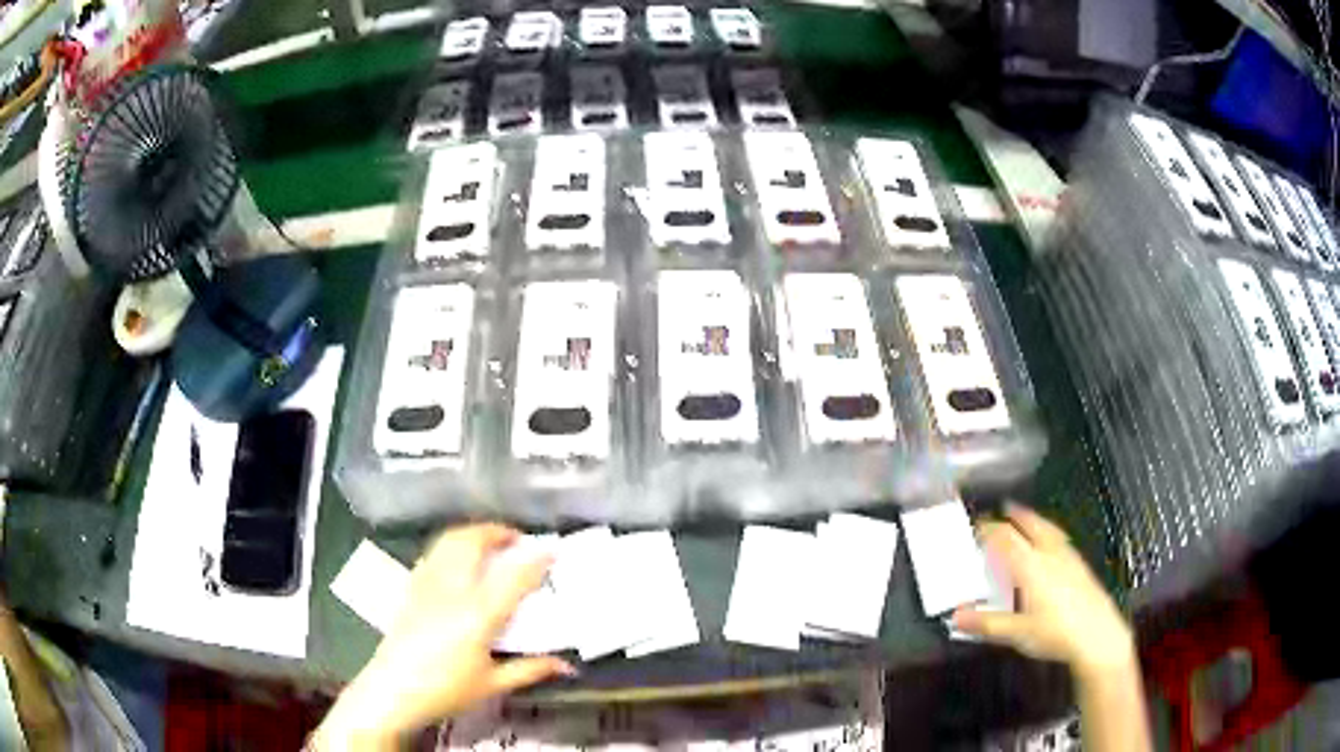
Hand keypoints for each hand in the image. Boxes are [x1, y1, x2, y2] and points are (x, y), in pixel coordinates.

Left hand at [316, 524, 574, 748]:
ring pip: (450, 540)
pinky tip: (459, 560)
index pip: (514, 577)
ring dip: (474, 533)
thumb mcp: (493, 684)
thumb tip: (567, 666)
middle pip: (474, 541)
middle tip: (519, 540)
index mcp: (478, 614)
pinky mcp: (411, 587)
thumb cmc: (446, 691)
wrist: (392, 690)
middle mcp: (452, 589)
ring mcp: (427, 584)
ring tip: (491, 542)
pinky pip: (434, 553)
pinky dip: (452, 545)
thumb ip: (531, 669)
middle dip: (499, 532)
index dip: (537, 560)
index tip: (554, 550)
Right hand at [952, 504, 1134, 678]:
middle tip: (1003, 509)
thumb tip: (957, 617)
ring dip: (1034, 520)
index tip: (976, 527)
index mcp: (1031, 566)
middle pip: (1031, 525)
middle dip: (1015, 516)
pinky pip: (1060, 539)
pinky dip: (1049, 532)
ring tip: (1026, 517)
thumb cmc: (1056, 634)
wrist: (1097, 636)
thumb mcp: (1016, 633)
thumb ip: (986, 624)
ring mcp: (1068, 558)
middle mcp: (1050, 555)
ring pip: (1049, 529)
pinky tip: (1051, 543)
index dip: (989, 530)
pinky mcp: (1080, 566)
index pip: (1006, 539)